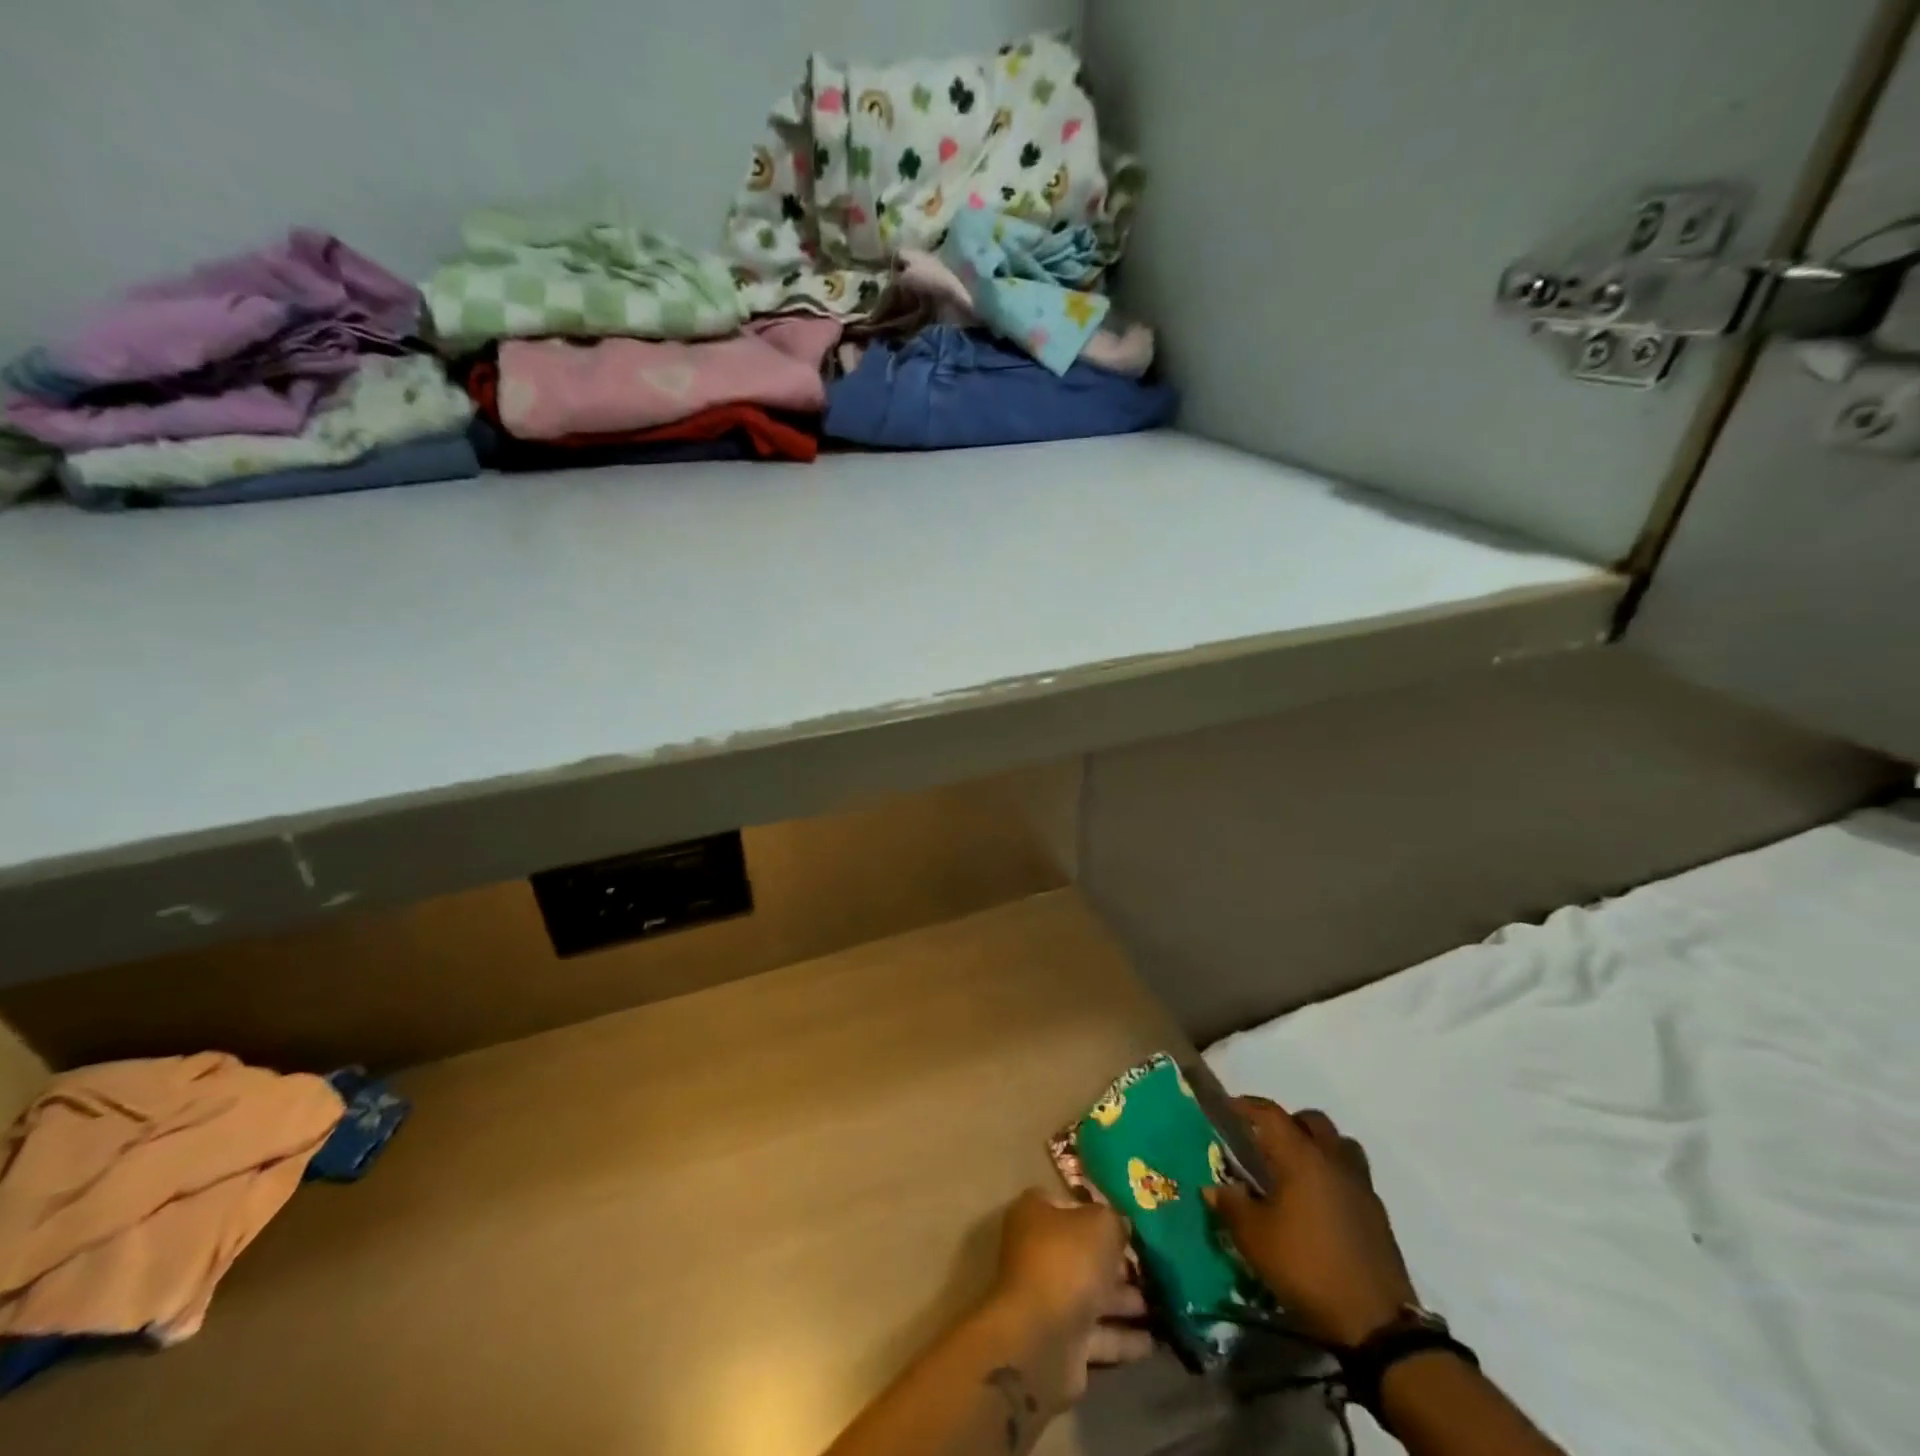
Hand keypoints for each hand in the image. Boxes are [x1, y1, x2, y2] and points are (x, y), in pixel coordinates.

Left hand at [987, 1189, 1152, 1410]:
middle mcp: (1038, 1252)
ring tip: (1161, 1303)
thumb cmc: (1066, 1263)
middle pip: (1083, 1251)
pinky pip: (1098, 1335)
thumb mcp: (1100, 1224)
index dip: (1099, 1210)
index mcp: (1036, 1214)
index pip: (1070, 1204)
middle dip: (1117, 1261)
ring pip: (1092, 1294)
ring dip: (1124, 1300)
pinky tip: (1151, 1341)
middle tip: (1153, 1268)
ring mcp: (1049, 1298)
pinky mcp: (1062, 1341)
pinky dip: (1123, 1337)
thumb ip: (1114, 1221)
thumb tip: (1121, 1227)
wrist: (1039, 1340)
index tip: (1129, 1223)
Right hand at [1204, 1097, 1416, 1346]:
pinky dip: (1335, 1177)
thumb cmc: (1306, 1267)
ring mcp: (1361, 1186)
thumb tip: (1214, 1187)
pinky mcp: (1378, 1215)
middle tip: (1267, 1142)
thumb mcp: (1254, 1239)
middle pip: (1313, 1121)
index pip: (1271, 1114)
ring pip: (1340, 1145)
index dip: (1247, 1106)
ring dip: (1319, 1146)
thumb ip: (1231, 1206)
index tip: (1229, 1107)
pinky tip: (1320, 1204)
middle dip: (1288, 1123)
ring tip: (1298, 1170)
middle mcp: (1333, 1160)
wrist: (1377, 1323)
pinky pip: (1353, 1176)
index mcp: (1301, 1156)